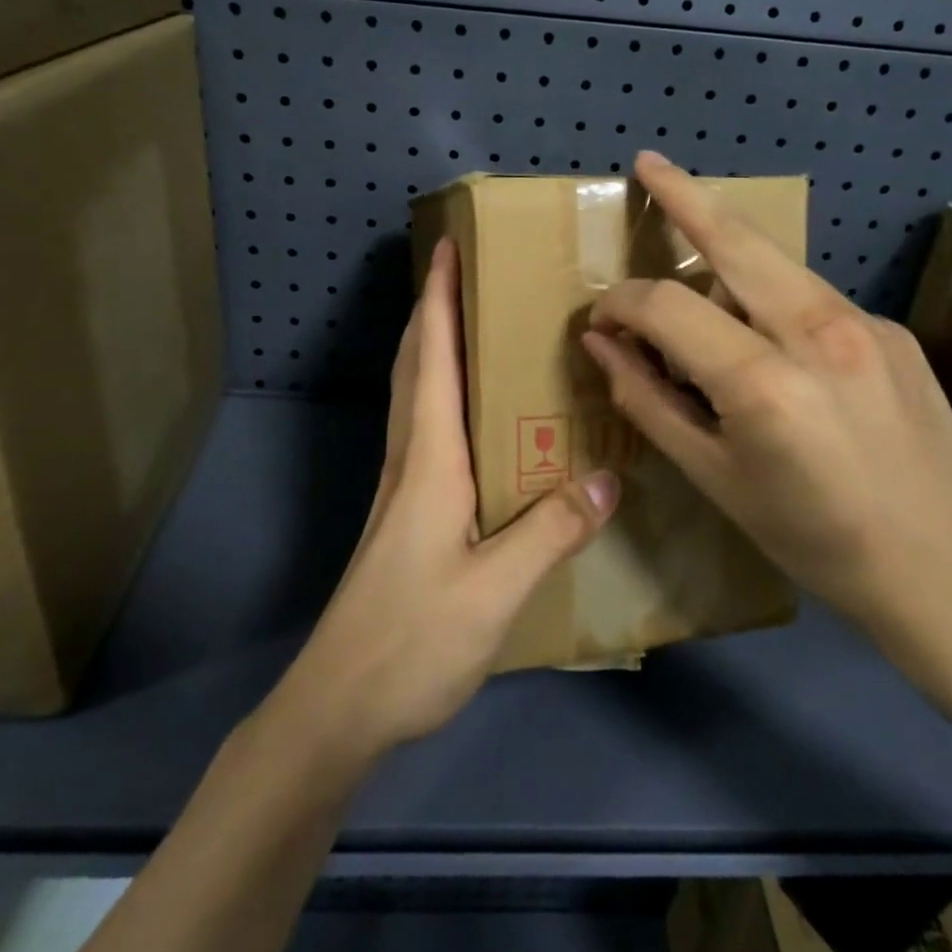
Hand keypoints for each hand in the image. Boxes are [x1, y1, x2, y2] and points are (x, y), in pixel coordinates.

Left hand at [275, 239, 620, 762]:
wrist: (341, 705)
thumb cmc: (411, 640)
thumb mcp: (495, 589)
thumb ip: (552, 530)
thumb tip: (610, 476)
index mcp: (428, 458)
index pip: (432, 356)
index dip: (438, 296)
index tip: (448, 245)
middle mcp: (410, 458)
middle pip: (418, 363)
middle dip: (435, 307)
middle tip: (470, 270)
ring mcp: (403, 486)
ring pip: (418, 394)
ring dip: (437, 346)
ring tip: (480, 322)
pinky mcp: (408, 513)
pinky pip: (428, 429)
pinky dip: (446, 394)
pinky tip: (482, 415)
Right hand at [581, 152, 951, 667]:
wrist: (942, 568)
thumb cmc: (812, 538)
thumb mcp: (714, 480)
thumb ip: (649, 401)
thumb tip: (601, 345)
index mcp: (764, 383)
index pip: (667, 306)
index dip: (621, 304)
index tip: (600, 319)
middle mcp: (818, 332)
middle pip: (735, 240)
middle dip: (684, 196)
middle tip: (648, 162)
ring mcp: (865, 322)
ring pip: (775, 261)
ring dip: (726, 251)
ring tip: (696, 272)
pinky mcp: (892, 329)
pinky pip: (811, 295)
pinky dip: (771, 298)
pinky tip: (768, 341)